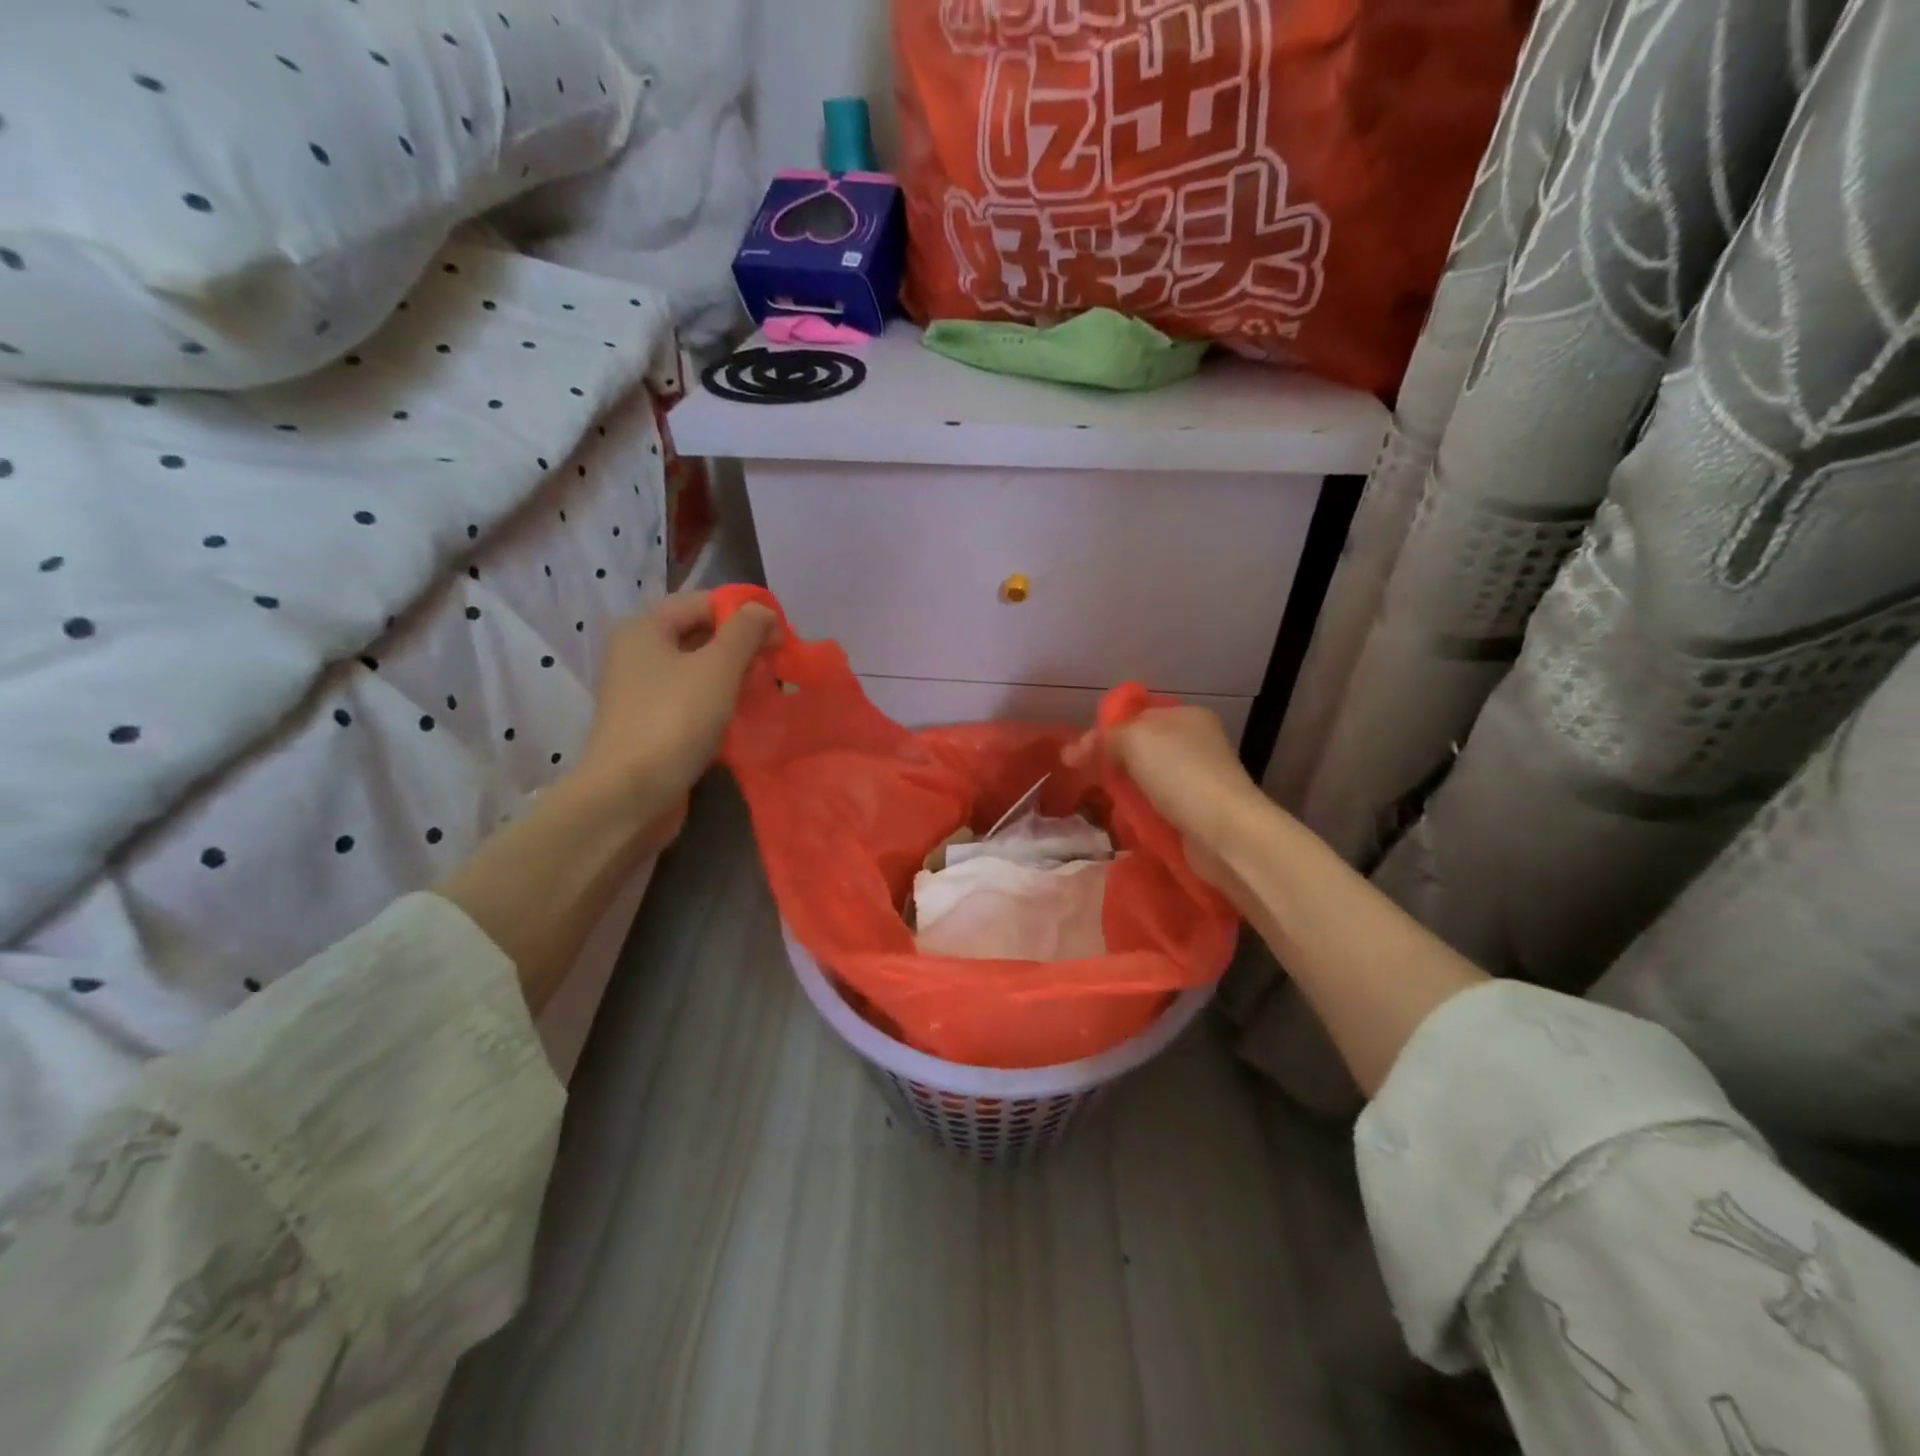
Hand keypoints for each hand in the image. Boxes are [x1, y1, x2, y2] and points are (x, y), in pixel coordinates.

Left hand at [574, 592, 778, 834]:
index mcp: (645, 629)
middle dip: (741, 646)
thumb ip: (746, 631)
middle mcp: (637, 655)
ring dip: (733, 677)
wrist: (629, 795)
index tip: (781, 634)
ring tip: (765, 690)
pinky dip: (718, 703)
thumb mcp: (718, 666)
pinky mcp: (650, 726)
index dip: (744, 611)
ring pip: (698, 672)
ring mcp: (642, 693)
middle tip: (778, 663)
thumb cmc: (674, 720)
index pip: (703, 602)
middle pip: (699, 635)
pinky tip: (743, 717)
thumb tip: (763, 611)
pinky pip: (691, 702)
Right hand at [1064, 705, 1267, 897]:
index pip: (1135, 716)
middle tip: (1083, 779)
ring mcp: (1197, 779)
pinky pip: (1156, 807)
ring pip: (1145, 780)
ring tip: (1100, 803)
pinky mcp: (1195, 812)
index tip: (1077, 754)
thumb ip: (1103, 739)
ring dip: (1123, 791)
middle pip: (1139, 748)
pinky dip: (1138, 813)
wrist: (1225, 833)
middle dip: (1110, 762)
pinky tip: (1123, 821)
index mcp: (1187, 716)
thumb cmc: (1180, 775)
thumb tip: (1073, 751)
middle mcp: (1195, 743)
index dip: (1104, 731)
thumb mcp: (1134, 740)